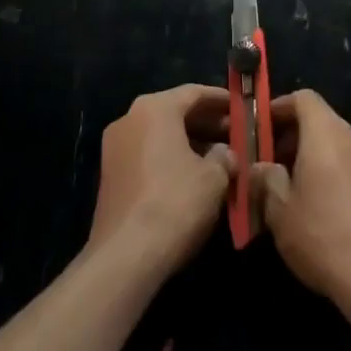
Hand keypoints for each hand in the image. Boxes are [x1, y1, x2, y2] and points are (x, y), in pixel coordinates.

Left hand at [87, 85, 234, 276]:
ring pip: (160, 134)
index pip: (194, 92)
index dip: (221, 99)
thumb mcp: (214, 178)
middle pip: (175, 111)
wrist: (125, 257)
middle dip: (205, 122)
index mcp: (154, 108)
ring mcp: (115, 147)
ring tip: (218, 157)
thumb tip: (226, 153)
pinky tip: (191, 177)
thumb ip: (224, 156)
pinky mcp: (109, 176)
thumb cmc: (175, 203)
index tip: (241, 107)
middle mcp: (130, 118)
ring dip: (188, 142)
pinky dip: (169, 158)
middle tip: (233, 133)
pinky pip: (146, 154)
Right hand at [253, 90, 350, 305]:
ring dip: (309, 155)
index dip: (279, 107)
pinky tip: (316, 206)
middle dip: (291, 135)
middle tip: (268, 163)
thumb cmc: (322, 234)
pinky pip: (348, 163)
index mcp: (326, 132)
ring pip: (334, 143)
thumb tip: (260, 167)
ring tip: (288, 188)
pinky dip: (329, 170)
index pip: (303, 98)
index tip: (259, 129)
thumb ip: (266, 180)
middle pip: (319, 119)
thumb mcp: (280, 210)